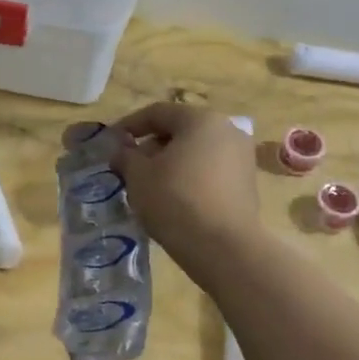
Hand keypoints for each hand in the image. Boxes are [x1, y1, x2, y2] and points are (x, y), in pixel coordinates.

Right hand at [107, 102, 261, 272]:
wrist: (223, 247)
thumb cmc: (175, 200)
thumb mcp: (138, 176)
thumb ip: (126, 156)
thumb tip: (122, 150)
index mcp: (201, 120)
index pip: (158, 112)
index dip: (130, 125)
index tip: (111, 142)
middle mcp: (227, 131)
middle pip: (181, 131)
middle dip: (152, 145)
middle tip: (129, 166)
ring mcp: (242, 157)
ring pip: (197, 152)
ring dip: (171, 162)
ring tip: (149, 184)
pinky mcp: (247, 184)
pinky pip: (210, 171)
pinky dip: (189, 177)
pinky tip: (173, 198)